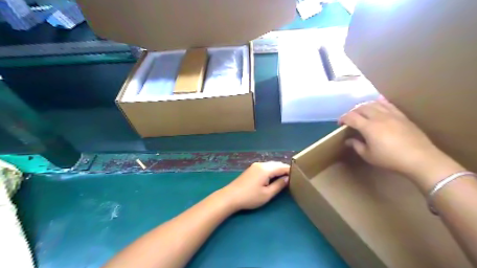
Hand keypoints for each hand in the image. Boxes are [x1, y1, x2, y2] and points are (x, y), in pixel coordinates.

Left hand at [217, 161, 288, 211]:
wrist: (230, 196)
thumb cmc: (250, 197)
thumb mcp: (267, 194)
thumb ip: (279, 185)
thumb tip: (287, 178)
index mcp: (266, 169)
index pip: (282, 167)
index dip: (290, 171)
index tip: (298, 176)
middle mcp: (261, 164)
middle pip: (276, 164)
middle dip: (284, 169)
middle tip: (292, 177)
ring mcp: (255, 166)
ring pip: (270, 165)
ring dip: (278, 169)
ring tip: (284, 177)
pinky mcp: (251, 169)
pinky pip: (265, 167)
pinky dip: (271, 170)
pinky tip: (273, 177)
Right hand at [339, 99, 453, 180]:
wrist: (420, 159)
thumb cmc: (390, 159)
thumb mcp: (368, 156)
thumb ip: (356, 146)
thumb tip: (349, 140)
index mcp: (369, 127)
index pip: (351, 117)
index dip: (343, 118)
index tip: (340, 123)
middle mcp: (378, 117)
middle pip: (361, 108)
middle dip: (352, 111)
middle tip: (349, 119)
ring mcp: (391, 115)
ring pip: (374, 104)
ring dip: (364, 106)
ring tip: (361, 112)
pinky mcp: (401, 116)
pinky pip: (388, 104)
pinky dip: (380, 102)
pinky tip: (377, 102)